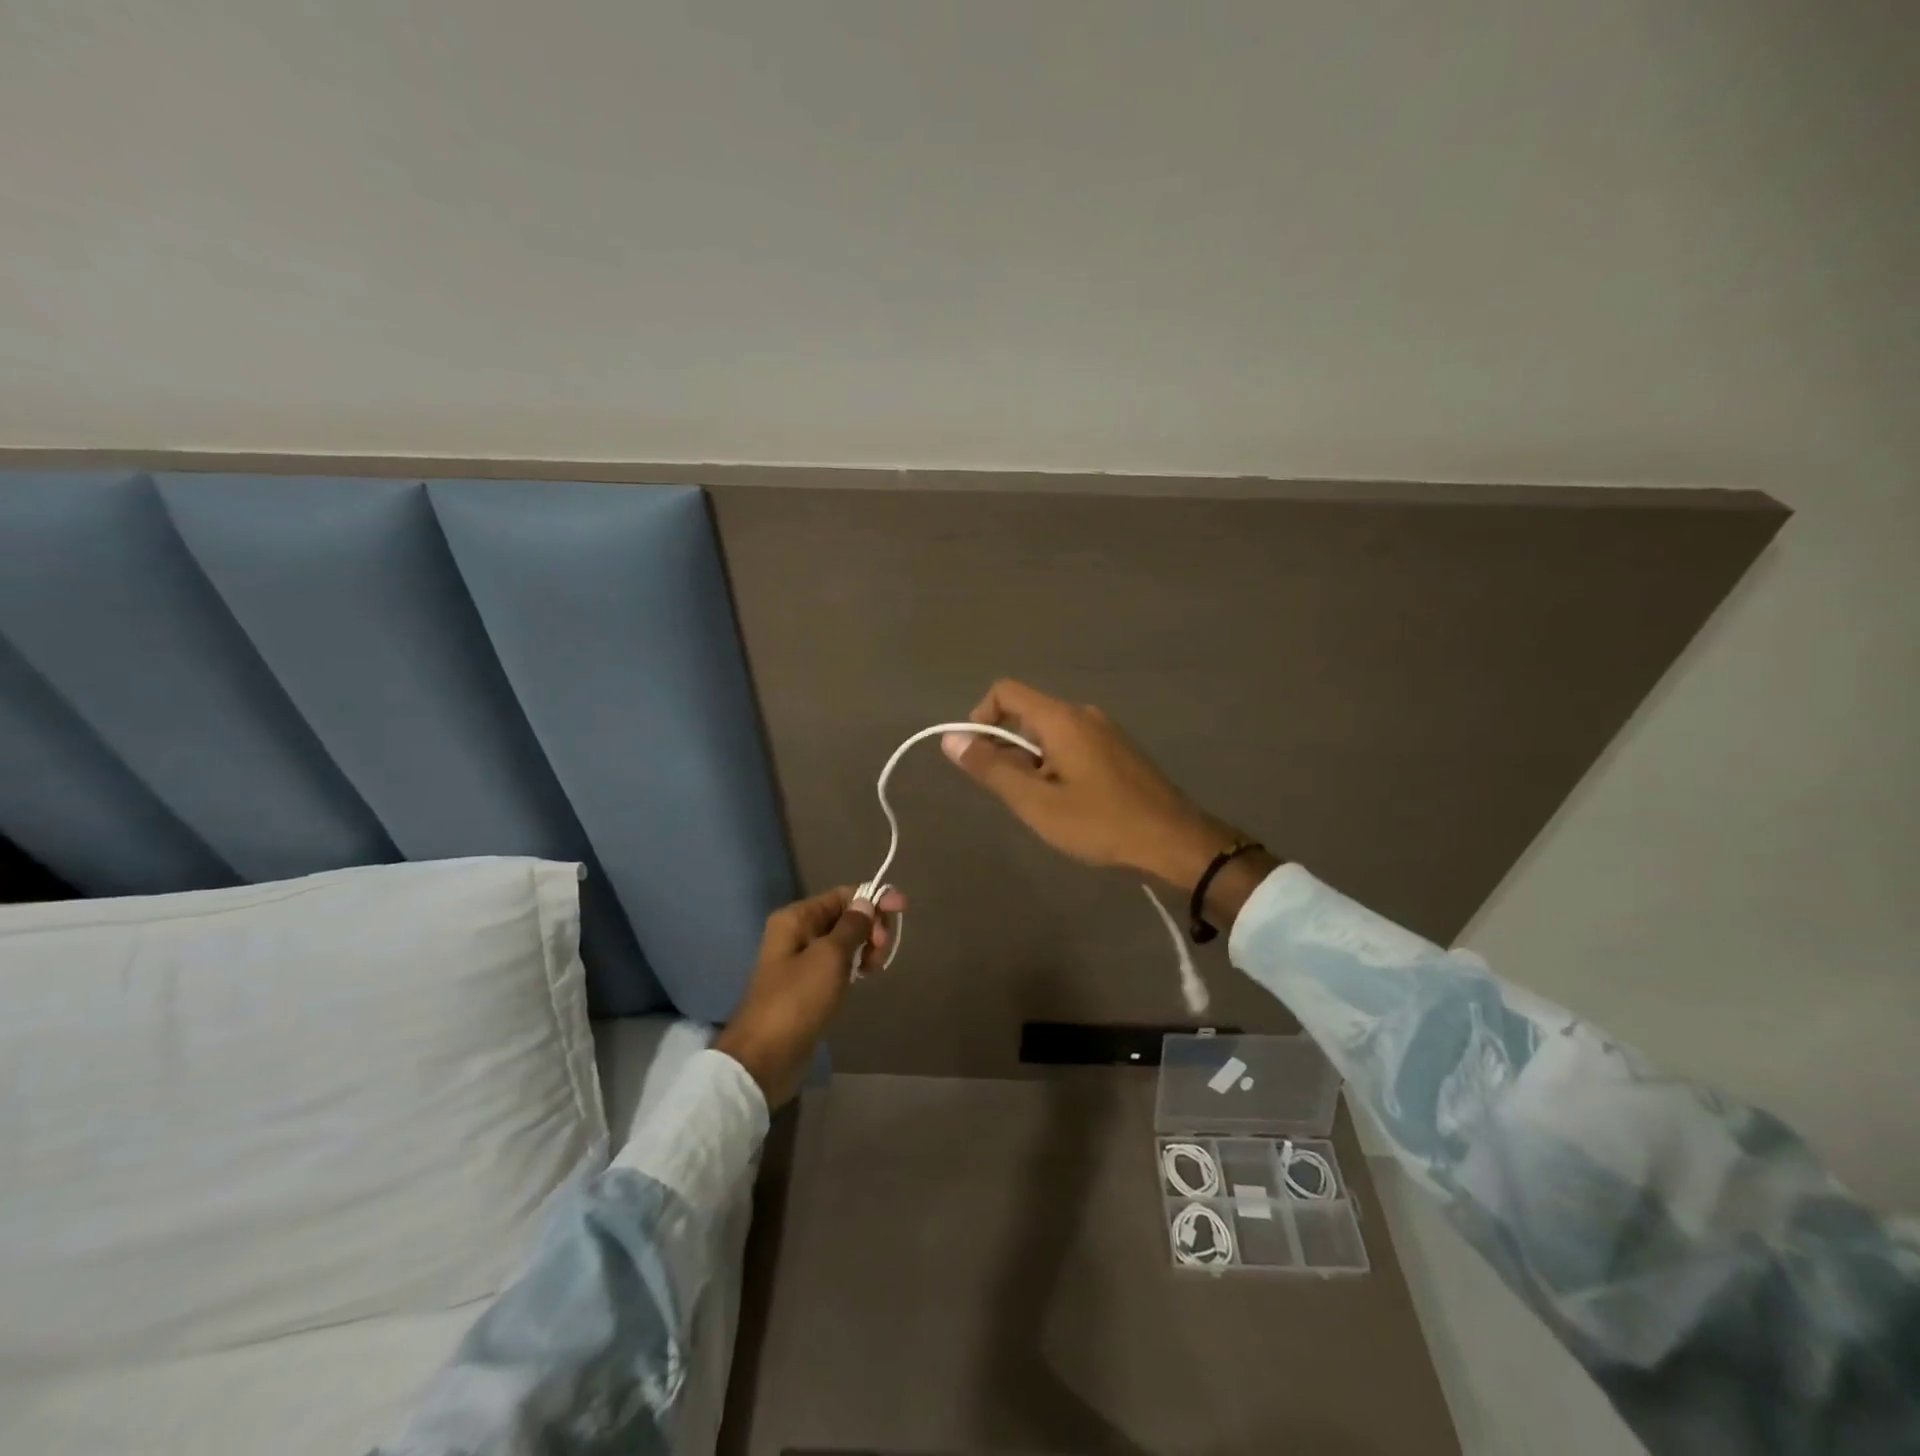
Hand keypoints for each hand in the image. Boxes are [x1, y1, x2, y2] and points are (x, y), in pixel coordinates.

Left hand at [714, 885, 904, 1107]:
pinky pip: (838, 965)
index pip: (842, 895)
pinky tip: (864, 976)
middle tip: (881, 949)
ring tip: (874, 968)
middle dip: (870, 927)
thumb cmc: (798, 1000)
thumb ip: (852, 926)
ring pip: (844, 942)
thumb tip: (866, 902)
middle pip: (845, 917)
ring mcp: (801, 961)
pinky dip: (854, 966)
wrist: (765, 1057)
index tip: (902, 910)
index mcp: (796, 918)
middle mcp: (797, 933)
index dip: (873, 899)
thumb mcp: (830, 957)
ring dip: (865, 948)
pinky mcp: (808, 986)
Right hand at [943, 679, 1237, 890]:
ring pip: (1050, 733)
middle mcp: (1083, 714)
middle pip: (1027, 713)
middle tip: (1013, 794)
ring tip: (1042, 805)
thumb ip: (991, 768)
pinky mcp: (1118, 750)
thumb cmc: (1100, 821)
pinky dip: (1055, 764)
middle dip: (1006, 747)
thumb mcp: (1036, 802)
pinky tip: (1068, 803)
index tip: (978, 757)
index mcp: (1062, 718)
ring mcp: (1105, 731)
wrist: (1174, 839)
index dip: (981, 717)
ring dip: (1031, 760)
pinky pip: (1072, 744)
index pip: (1006, 691)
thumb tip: (951, 739)